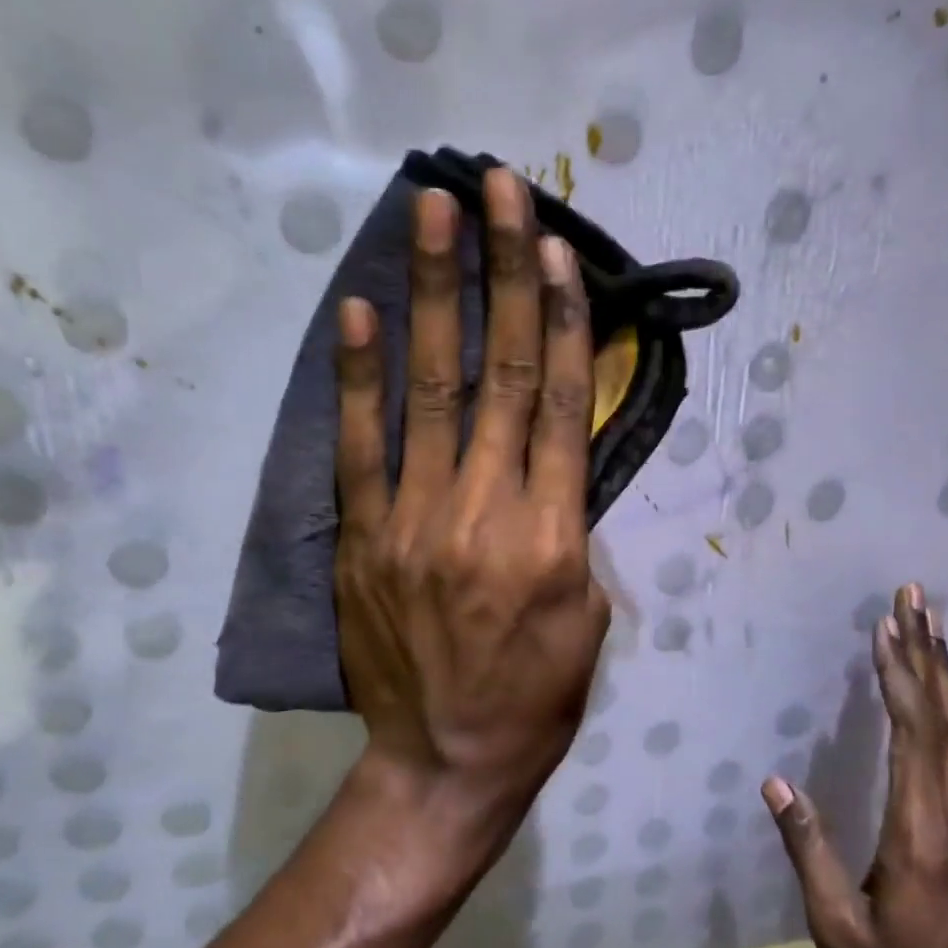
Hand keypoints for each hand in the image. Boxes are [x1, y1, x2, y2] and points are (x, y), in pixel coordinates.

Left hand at [333, 169, 610, 866]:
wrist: (446, 759)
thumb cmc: (537, 696)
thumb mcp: (587, 616)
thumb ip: (571, 528)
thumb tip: (551, 459)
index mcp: (552, 537)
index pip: (559, 404)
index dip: (560, 319)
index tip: (555, 250)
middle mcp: (484, 513)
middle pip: (499, 374)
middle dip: (500, 274)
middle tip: (496, 188)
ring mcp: (413, 521)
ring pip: (431, 392)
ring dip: (435, 296)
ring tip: (434, 215)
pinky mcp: (363, 539)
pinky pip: (360, 447)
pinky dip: (360, 377)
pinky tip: (360, 313)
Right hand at [760, 584, 947, 947]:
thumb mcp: (837, 930)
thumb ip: (809, 850)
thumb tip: (777, 784)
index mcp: (923, 837)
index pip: (913, 737)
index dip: (900, 677)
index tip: (888, 628)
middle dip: (929, 656)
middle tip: (916, 600)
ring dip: (946, 679)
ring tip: (932, 631)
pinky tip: (944, 702)